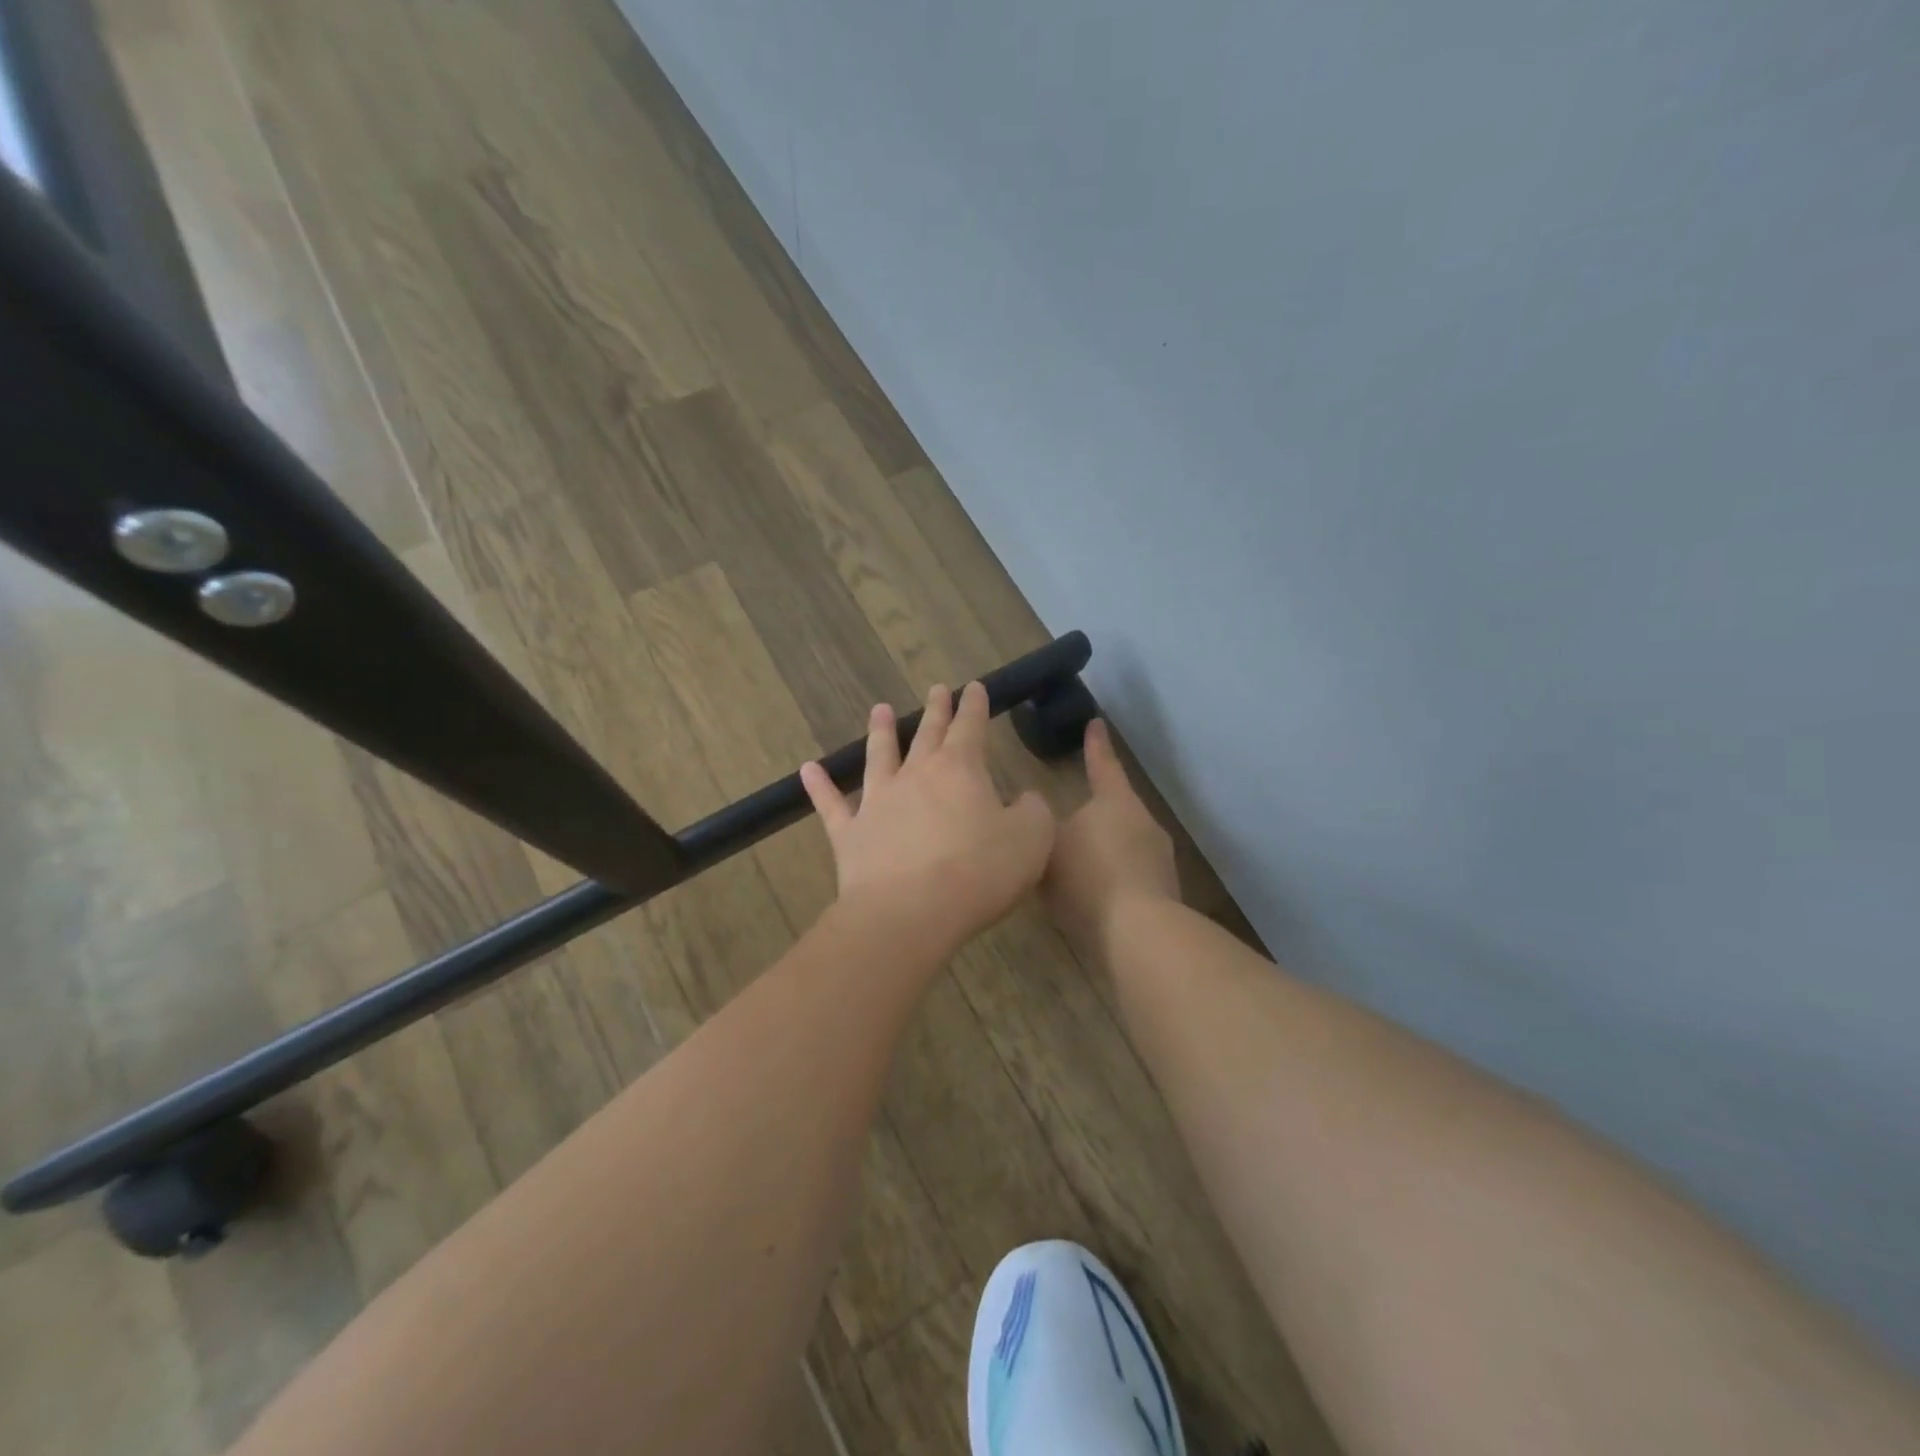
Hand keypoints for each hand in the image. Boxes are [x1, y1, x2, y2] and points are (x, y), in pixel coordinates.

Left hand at [801, 682, 1055, 957]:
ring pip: (879, 756)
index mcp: (960, 769)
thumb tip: (1025, 798)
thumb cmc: (979, 872)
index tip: (973, 687)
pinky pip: (831, 804)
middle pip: (927, 734)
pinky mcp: (849, 834)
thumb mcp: (1031, 840)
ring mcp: (877, 801)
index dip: (974, 705)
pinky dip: (819, 786)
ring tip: (880, 709)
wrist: (910, 912)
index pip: (970, 726)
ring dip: (881, 732)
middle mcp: (915, 775)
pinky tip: (808, 769)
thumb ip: (1033, 811)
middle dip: (935, 710)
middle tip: (936, 689)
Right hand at [1044, 719, 1179, 957]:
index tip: (1096, 723)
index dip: (1096, 745)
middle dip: (1096, 808)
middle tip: (1071, 813)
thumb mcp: (1048, 847)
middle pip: (1116, 806)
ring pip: (1125, 841)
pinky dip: (1111, 875)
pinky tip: (1092, 893)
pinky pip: (1130, 871)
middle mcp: (1143, 822)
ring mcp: (1158, 857)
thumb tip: (1037, 820)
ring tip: (1077, 861)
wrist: (1138, 932)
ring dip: (1103, 846)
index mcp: (1116, 801)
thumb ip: (1041, 830)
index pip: (1103, 764)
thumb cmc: (1089, 876)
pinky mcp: (1163, 890)